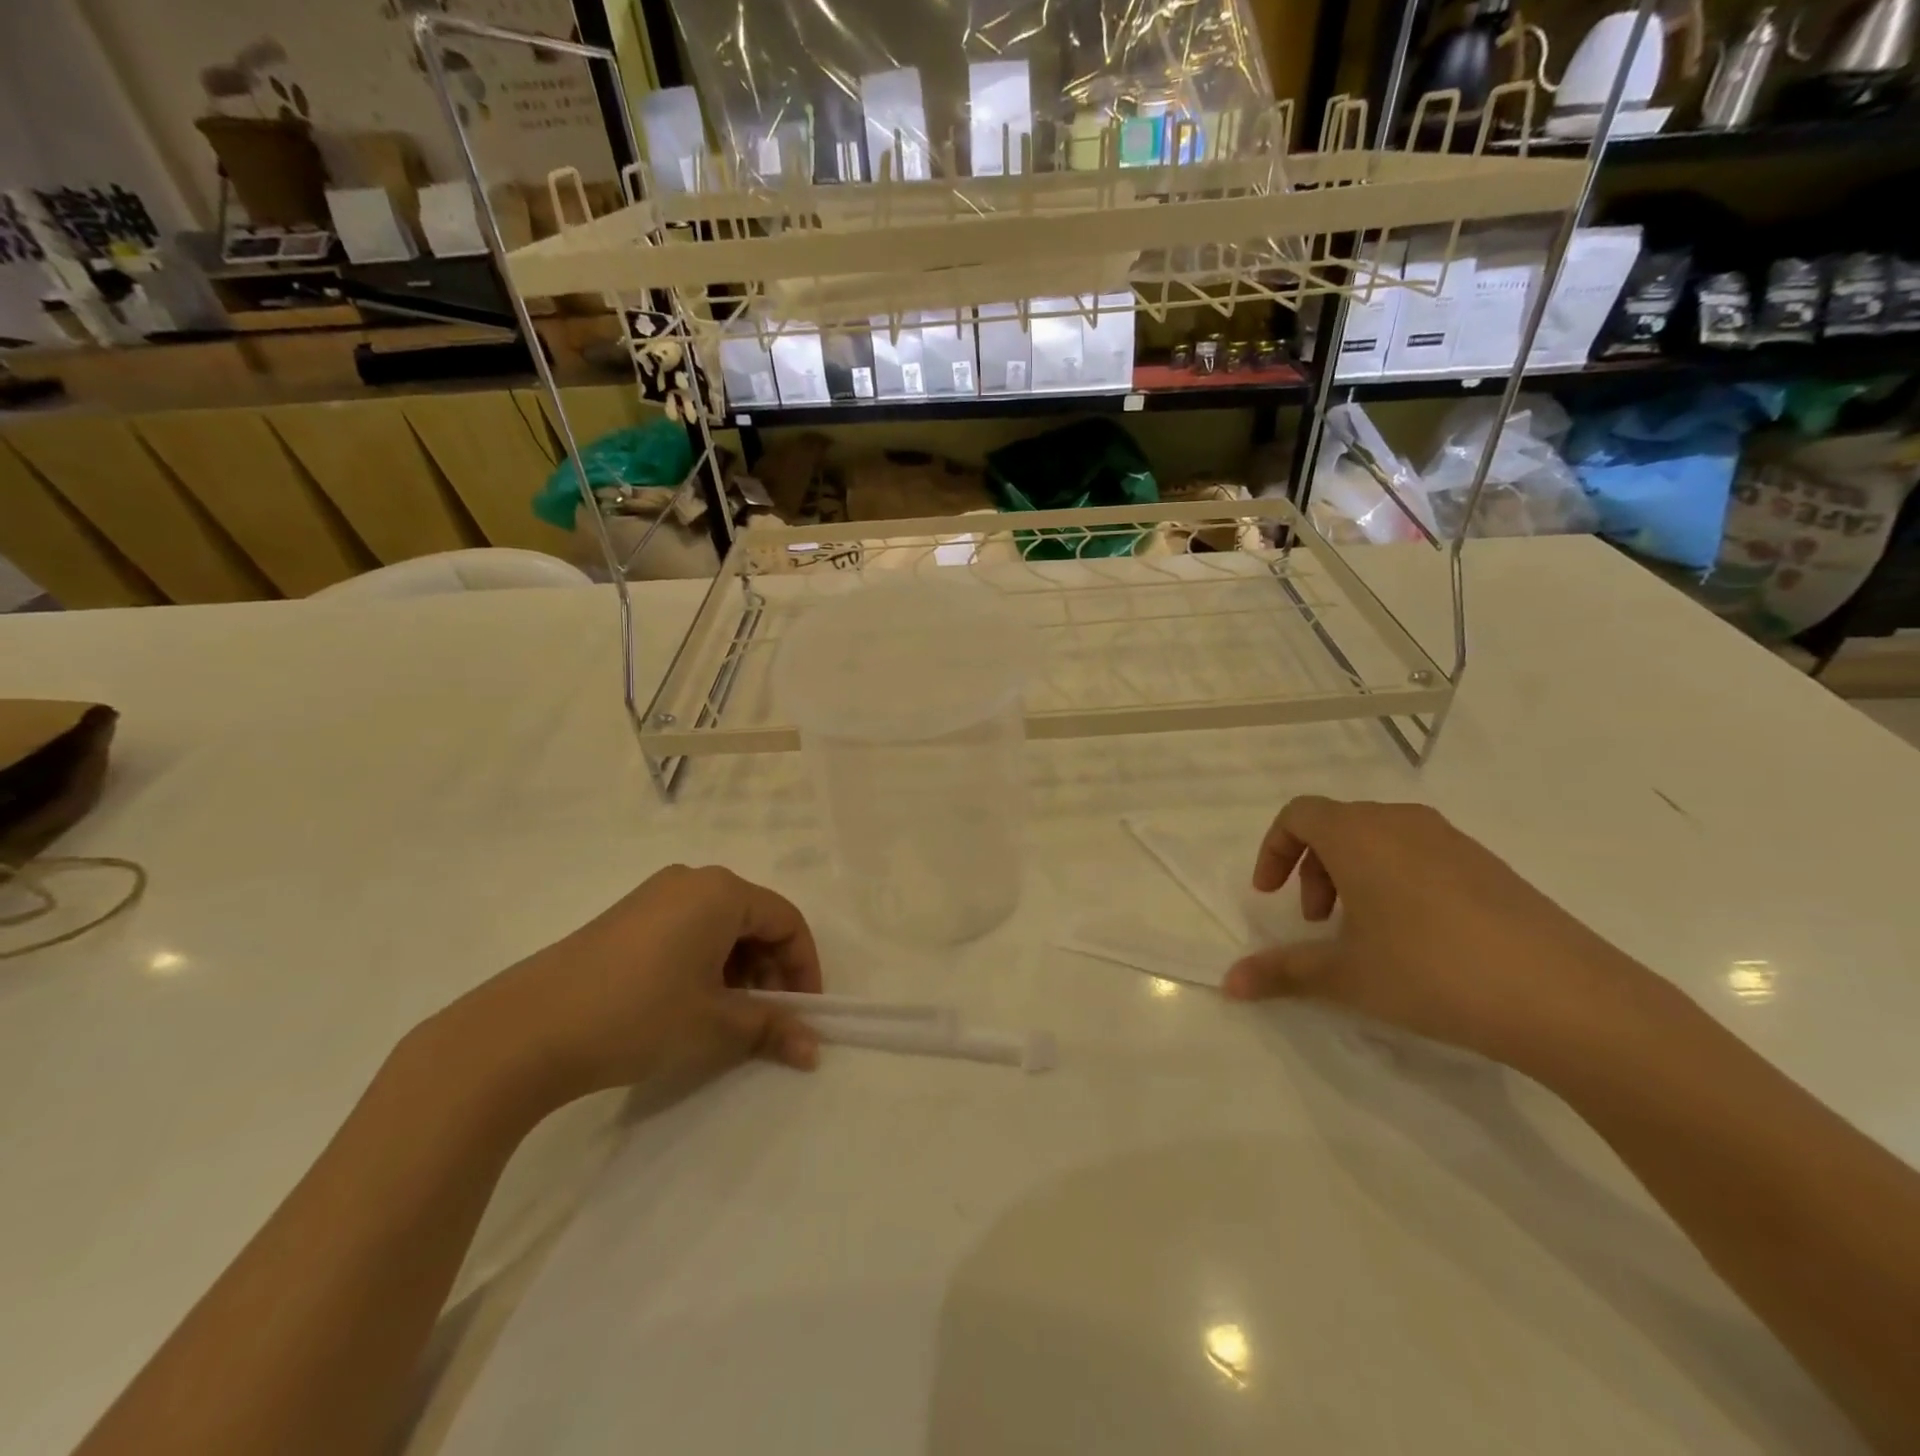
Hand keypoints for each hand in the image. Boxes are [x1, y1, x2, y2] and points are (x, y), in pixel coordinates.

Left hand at [446, 865, 823, 1112]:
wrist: (526, 1031)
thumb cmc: (639, 1015)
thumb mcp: (715, 1026)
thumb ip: (771, 1029)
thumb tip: (813, 1050)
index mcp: (721, 891)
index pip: (786, 921)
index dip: (804, 968)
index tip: (804, 1013)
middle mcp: (691, 881)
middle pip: (754, 920)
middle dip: (770, 971)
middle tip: (767, 1019)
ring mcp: (653, 896)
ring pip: (719, 928)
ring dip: (738, 971)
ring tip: (727, 1018)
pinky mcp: (625, 919)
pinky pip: (686, 932)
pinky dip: (704, 965)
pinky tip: (688, 1005)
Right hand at [1224, 797, 1660, 1069]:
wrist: (1568, 999)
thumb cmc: (1432, 973)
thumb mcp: (1346, 976)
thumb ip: (1282, 973)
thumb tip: (1228, 983)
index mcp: (1359, 835)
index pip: (1299, 814)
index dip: (1275, 849)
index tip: (1271, 896)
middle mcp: (1403, 823)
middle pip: (1338, 825)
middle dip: (1313, 868)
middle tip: (1317, 922)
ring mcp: (1453, 841)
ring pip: (1380, 839)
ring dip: (1354, 874)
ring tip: (1365, 932)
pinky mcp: (1491, 867)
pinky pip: (1421, 855)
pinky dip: (1396, 881)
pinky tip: (1418, 939)